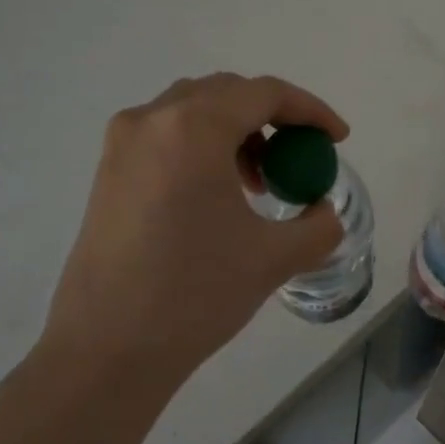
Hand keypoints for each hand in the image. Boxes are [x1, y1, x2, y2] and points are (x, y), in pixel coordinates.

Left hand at [0, 74, 346, 443]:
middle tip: (300, 157)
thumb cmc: (194, 294)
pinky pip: (166, 136)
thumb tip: (325, 212)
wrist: (106, 350)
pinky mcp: (107, 172)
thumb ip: (317, 226)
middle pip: (227, 93)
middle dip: (273, 117)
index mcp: (193, 128)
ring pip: (193, 111)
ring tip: (259, 182)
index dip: (310, 110)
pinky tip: (218, 195)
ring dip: (237, 132)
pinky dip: (203, 148)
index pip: (264, 93)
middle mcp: (151, 120)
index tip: (338, 139)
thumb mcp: (273, 258)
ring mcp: (122, 145)